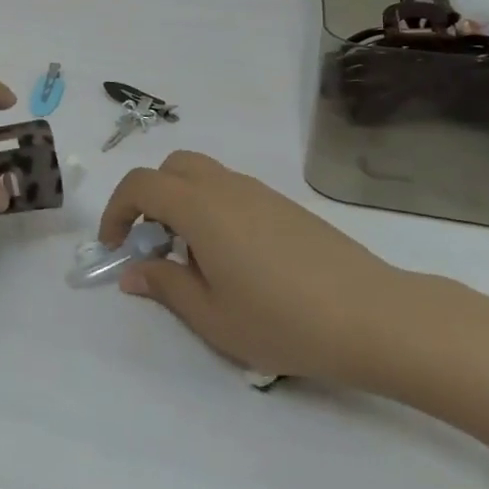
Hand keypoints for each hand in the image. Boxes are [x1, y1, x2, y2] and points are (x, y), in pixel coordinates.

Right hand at [101, 152, 422, 389]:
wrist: (373, 316)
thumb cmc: (283, 320)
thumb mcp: (212, 317)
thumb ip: (165, 287)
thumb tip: (133, 271)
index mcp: (200, 208)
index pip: (141, 184)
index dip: (117, 210)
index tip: (115, 247)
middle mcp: (226, 187)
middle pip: (172, 167)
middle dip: (150, 198)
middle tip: (154, 244)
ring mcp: (260, 192)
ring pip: (204, 176)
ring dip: (183, 202)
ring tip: (195, 257)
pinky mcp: (286, 205)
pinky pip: (233, 190)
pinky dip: (213, 209)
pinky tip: (235, 259)